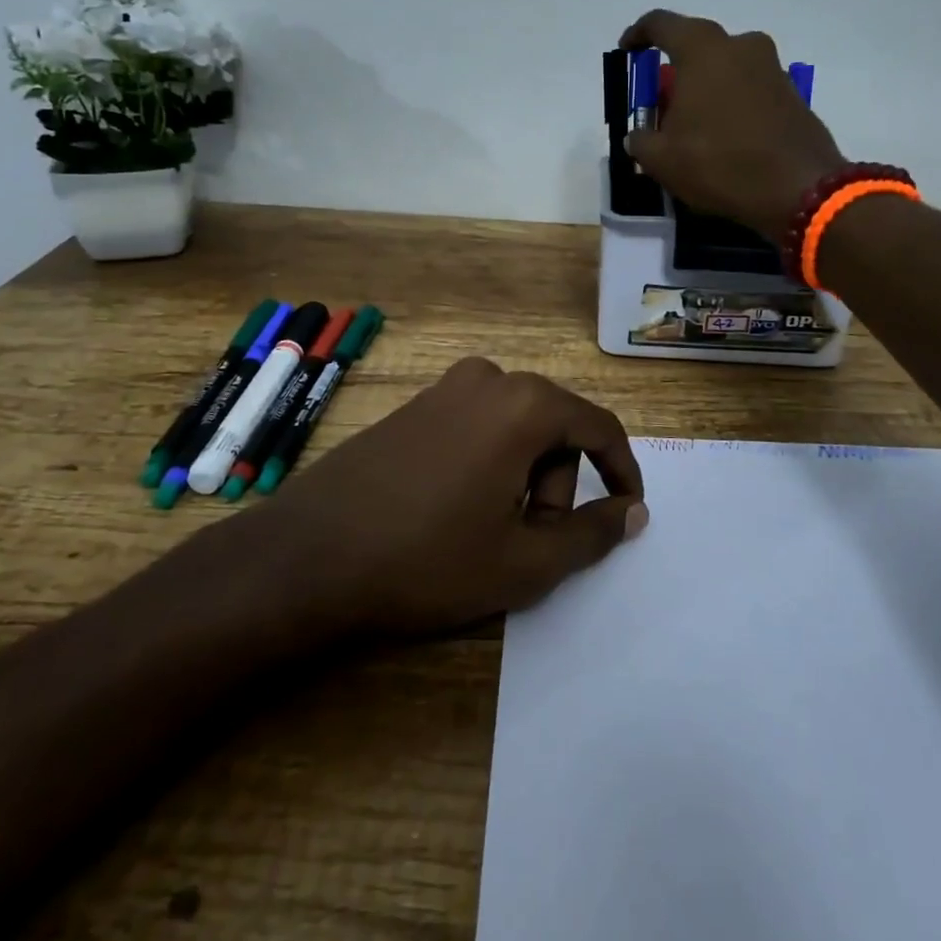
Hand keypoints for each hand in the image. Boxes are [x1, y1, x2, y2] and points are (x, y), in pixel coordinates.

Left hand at [261, 357, 648, 636]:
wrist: (307, 555)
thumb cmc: (427, 559)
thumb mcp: (523, 561)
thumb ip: (591, 534)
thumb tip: (633, 510)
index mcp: (524, 404)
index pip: (599, 427)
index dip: (622, 471)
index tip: (625, 512)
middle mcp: (489, 379)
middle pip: (555, 428)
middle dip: (556, 485)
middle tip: (527, 542)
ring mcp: (445, 388)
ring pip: (516, 429)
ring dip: (521, 479)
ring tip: (486, 533)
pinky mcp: (415, 406)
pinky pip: (478, 427)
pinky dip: (487, 465)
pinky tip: (453, 511)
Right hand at [621, 11, 847, 240]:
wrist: (799, 190)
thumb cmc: (720, 164)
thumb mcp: (662, 160)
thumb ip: (640, 140)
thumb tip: (638, 136)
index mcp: (703, 50)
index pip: (661, 24)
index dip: (638, 34)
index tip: (628, 52)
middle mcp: (740, 46)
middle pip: (697, 46)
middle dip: (675, 71)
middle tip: (661, 104)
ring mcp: (772, 67)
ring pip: (726, 67)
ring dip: (706, 88)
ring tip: (692, 126)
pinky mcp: (791, 93)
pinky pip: (749, 88)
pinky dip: (731, 103)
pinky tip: (723, 137)